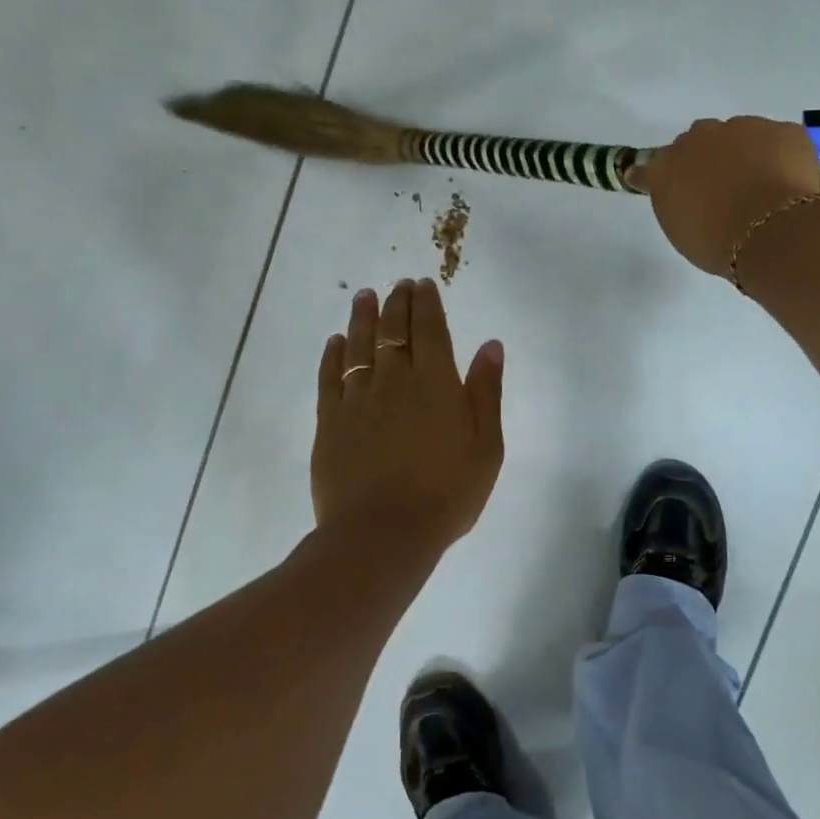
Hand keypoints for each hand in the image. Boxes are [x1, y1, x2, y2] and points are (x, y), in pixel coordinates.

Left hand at [313, 279, 505, 557]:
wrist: (383, 534)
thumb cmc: (447, 493)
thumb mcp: (486, 445)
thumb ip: (486, 391)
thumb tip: (490, 344)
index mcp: (436, 383)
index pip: (429, 330)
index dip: (426, 304)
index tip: (423, 284)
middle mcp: (394, 381)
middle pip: (393, 331)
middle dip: (396, 302)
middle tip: (397, 284)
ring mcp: (358, 400)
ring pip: (358, 346)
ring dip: (363, 317)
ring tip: (364, 296)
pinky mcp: (330, 422)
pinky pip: (330, 377)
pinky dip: (333, 355)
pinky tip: (335, 342)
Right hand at [639, 117, 819, 277]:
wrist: (772, 233)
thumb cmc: (718, 243)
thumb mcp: (682, 232)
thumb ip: (678, 204)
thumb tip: (687, 195)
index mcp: (667, 168)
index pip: (653, 165)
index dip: (663, 175)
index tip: (673, 187)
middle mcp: (700, 138)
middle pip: (699, 142)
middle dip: (709, 160)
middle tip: (724, 190)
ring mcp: (745, 127)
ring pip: (741, 135)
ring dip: (746, 155)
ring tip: (762, 189)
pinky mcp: (783, 130)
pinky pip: (779, 140)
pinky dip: (782, 157)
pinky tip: (789, 184)